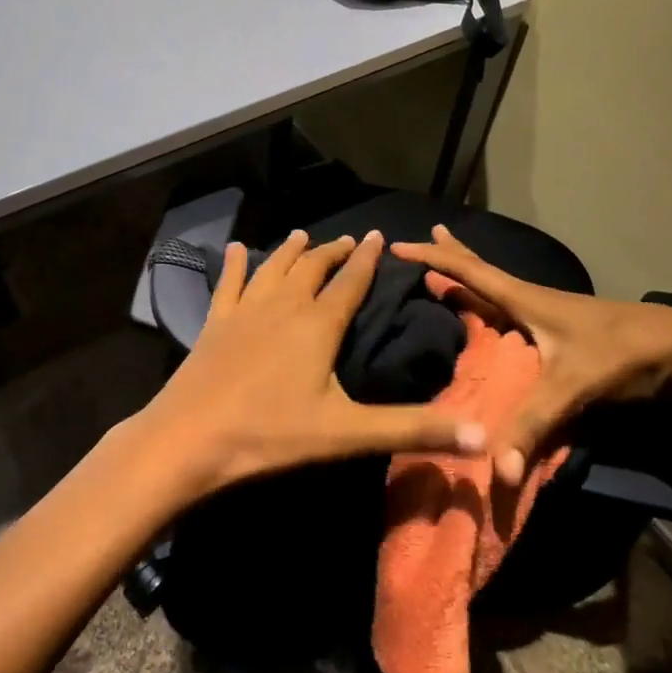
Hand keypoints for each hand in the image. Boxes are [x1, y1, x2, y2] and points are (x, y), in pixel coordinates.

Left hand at [140, 229, 487, 495]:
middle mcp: (283, 305)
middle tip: (348, 240)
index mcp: (318, 324)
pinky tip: (234, 248)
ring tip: (302, 235)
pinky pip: (228, 283)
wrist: (191, 437)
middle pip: (313, 268)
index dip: (367, 259)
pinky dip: (234, 264)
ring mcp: (245, 310)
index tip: (378, 235)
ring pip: (273, 268)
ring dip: (290, 250)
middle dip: (333, 252)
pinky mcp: (215, 321)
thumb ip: (412, 429)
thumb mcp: (348, 434)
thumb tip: (481, 436)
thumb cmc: (271, 434)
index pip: (350, 282)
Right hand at [391, 225, 671, 484]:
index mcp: (526, 300)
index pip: (470, 272)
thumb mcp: (573, 386)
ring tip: (453, 270)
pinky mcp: (568, 332)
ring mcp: (553, 314)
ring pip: (502, 289)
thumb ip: (534, 425)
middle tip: (427, 236)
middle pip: (484, 271)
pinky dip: (496, 303)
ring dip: (474, 276)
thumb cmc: (623, 354)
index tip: (399, 245)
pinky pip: (517, 309)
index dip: (434, 259)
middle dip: (453, 255)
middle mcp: (535, 300)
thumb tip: (497, 470)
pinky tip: (500, 316)